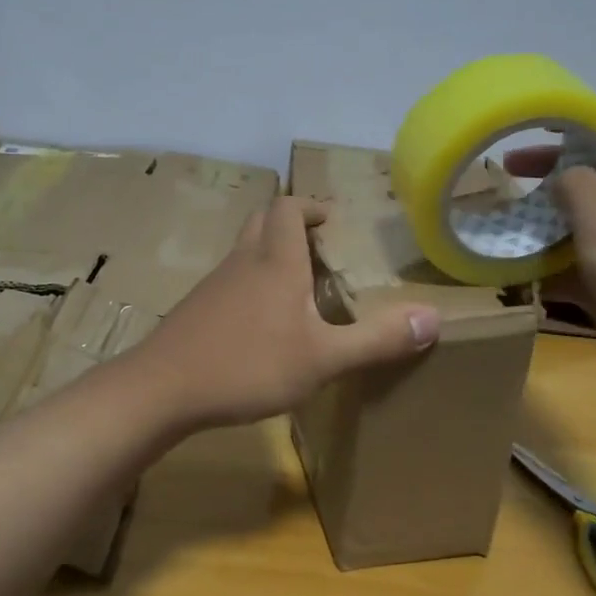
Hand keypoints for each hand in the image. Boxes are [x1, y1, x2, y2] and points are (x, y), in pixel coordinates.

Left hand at [135, 196, 441, 430]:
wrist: (161, 389)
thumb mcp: (322, 359)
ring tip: (298, 287)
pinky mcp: (195, 310)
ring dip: (269, 255)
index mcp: (275, 261)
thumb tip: (433, 318)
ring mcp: (213, 285)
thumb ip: (376, 339)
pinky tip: (262, 325)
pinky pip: (229, 282)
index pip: (287, 208)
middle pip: (261, 222)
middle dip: (290, 225)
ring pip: (243, 252)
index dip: (310, 206)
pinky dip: (250, 285)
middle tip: (318, 247)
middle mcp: (242, 262)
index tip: (331, 219)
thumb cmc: (247, 365)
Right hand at [506, 107, 595, 388]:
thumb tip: (560, 175)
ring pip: (583, 212)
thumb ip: (573, 181)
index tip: (529, 125)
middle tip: (507, 171)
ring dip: (545, 216)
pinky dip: (552, 259)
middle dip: (549, 167)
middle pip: (594, 165)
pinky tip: (515, 267)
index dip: (574, 115)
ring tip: (504, 220)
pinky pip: (580, 255)